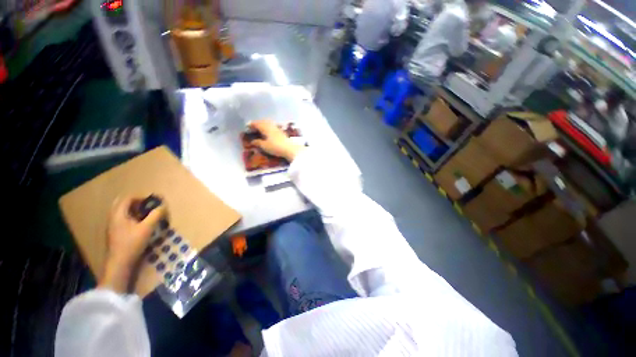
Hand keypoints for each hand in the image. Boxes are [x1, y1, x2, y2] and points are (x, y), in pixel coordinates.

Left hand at [99, 196, 166, 292]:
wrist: (119, 263)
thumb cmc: (132, 243)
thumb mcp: (147, 228)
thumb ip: (156, 215)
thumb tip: (163, 206)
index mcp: (118, 214)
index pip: (128, 198)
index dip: (141, 197)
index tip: (153, 201)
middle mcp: (113, 218)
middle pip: (123, 204)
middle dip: (136, 203)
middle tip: (148, 206)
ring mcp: (113, 226)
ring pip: (122, 212)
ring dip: (134, 210)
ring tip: (146, 214)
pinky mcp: (116, 233)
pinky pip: (123, 219)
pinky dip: (132, 217)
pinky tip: (141, 224)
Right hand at [249, 120, 303, 160]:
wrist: (290, 149)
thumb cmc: (276, 147)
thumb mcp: (264, 146)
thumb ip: (258, 142)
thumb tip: (252, 141)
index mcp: (265, 127)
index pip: (257, 123)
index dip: (251, 124)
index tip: (247, 126)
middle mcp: (271, 126)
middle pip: (263, 121)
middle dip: (257, 123)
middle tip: (253, 127)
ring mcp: (277, 128)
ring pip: (269, 123)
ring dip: (263, 124)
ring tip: (260, 128)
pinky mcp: (282, 132)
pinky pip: (273, 126)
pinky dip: (269, 127)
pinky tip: (269, 131)